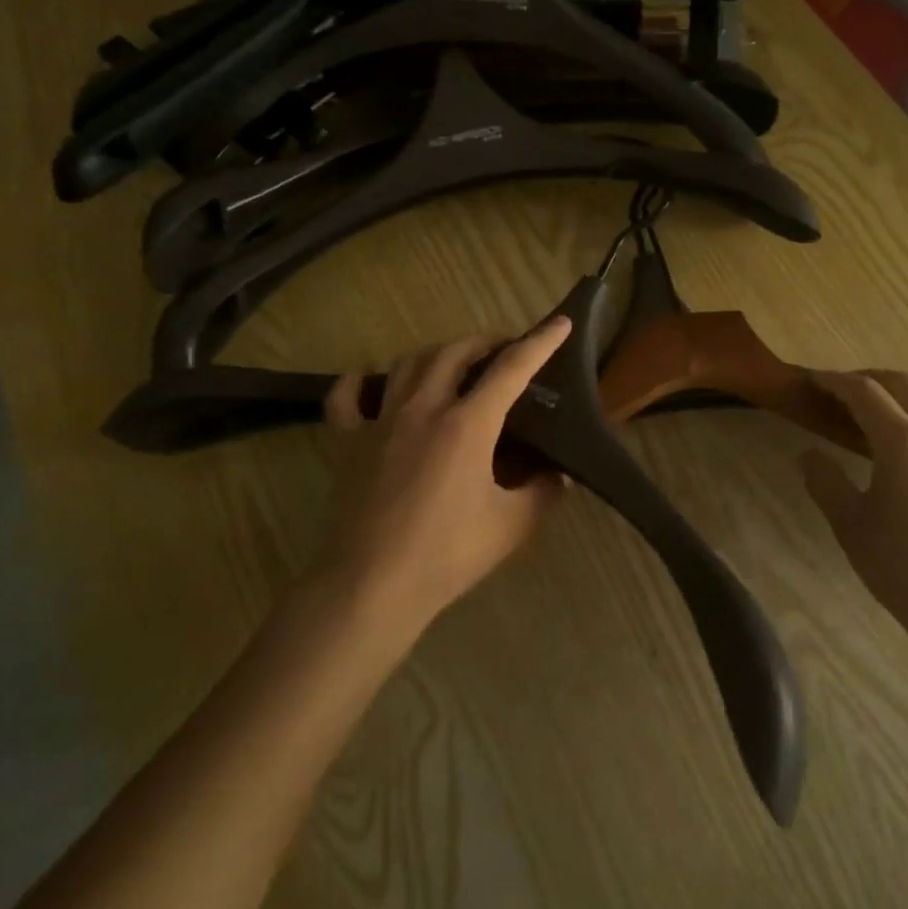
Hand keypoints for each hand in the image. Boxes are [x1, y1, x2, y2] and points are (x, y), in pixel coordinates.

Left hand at [325, 317, 572, 632]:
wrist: (371, 585)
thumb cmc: (447, 554)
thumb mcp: (512, 526)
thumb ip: (543, 493)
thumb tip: (559, 475)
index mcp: (467, 424)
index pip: (511, 369)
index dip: (540, 343)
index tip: (560, 323)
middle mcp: (423, 409)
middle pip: (455, 352)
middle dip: (485, 342)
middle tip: (504, 351)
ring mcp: (380, 422)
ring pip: (407, 364)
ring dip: (436, 354)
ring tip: (453, 364)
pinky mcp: (348, 443)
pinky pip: (346, 397)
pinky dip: (359, 382)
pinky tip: (372, 383)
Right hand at [799, 371, 907, 670]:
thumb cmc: (907, 572)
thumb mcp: (851, 527)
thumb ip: (826, 483)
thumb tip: (808, 454)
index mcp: (903, 441)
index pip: (863, 392)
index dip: (834, 381)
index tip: (812, 380)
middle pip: (906, 382)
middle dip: (871, 378)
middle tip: (844, 392)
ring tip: (898, 404)